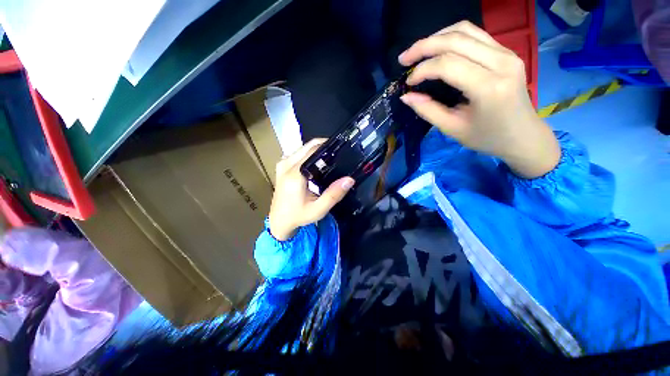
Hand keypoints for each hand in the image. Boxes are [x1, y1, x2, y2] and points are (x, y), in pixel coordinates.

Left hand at [268, 139, 354, 240]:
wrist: (279, 220)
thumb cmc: (298, 216)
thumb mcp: (318, 209)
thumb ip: (333, 194)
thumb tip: (349, 180)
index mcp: (294, 174)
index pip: (313, 150)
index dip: (329, 147)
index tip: (342, 149)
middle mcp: (286, 164)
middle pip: (308, 146)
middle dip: (325, 146)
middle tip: (339, 154)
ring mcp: (283, 163)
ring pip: (304, 147)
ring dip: (318, 150)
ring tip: (331, 158)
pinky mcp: (282, 165)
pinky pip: (299, 153)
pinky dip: (310, 154)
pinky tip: (319, 163)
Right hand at [398, 21, 560, 178]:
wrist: (523, 135)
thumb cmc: (487, 137)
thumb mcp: (452, 128)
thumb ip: (428, 110)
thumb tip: (406, 96)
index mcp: (488, 87)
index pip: (448, 65)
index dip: (422, 70)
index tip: (408, 83)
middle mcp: (501, 62)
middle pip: (456, 40)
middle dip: (424, 46)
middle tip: (404, 59)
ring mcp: (507, 53)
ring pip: (466, 30)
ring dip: (437, 37)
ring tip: (417, 51)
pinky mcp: (506, 51)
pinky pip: (475, 34)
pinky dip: (451, 37)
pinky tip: (438, 49)